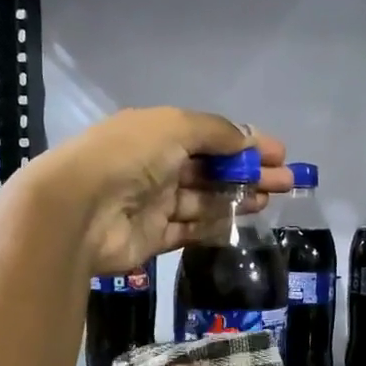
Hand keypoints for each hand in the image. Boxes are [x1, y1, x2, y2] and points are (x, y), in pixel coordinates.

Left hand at [25, 108, 291, 274]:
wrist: (78, 211)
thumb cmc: (127, 157)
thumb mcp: (174, 127)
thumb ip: (215, 132)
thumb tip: (247, 139)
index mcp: (156, 133)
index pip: (209, 136)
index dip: (244, 143)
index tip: (279, 153)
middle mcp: (155, 166)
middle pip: (211, 169)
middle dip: (249, 173)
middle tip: (286, 181)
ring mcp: (153, 203)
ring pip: (204, 200)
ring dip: (236, 198)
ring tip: (269, 200)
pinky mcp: (152, 237)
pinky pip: (190, 229)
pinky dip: (215, 225)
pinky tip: (242, 222)